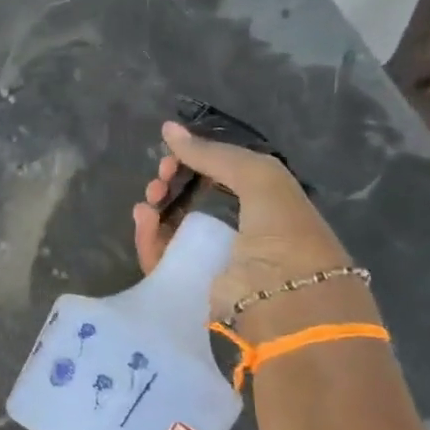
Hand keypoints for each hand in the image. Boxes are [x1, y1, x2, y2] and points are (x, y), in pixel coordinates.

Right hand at [132, 121, 374, 342]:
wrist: (285, 300)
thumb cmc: (283, 233)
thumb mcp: (259, 177)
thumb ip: (214, 153)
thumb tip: (167, 128)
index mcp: (263, 204)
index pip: (220, 176)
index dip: (196, 161)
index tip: (175, 154)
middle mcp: (237, 230)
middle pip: (191, 199)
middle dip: (172, 182)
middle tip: (160, 176)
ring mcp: (211, 258)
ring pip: (171, 227)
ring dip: (156, 208)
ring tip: (149, 199)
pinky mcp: (188, 284)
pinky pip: (159, 256)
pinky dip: (147, 235)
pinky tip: (144, 217)